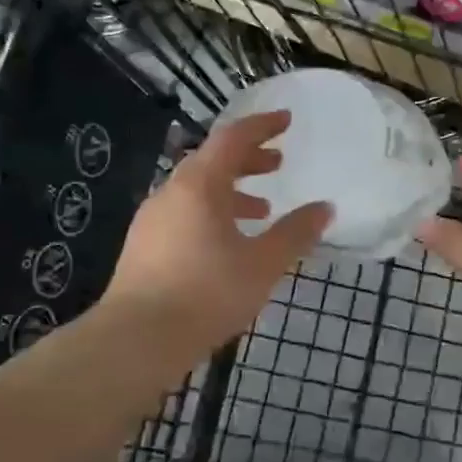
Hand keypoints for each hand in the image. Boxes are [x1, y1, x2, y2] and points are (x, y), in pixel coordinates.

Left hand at [102, 111, 330, 356]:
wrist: (136, 340)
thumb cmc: (206, 294)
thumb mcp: (262, 265)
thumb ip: (295, 234)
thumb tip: (324, 208)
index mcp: (199, 186)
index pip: (232, 138)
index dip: (262, 126)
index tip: (286, 121)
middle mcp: (171, 193)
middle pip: (212, 161)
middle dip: (248, 159)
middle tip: (278, 164)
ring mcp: (152, 220)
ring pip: (197, 191)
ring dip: (231, 191)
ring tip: (262, 210)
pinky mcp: (144, 246)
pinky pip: (185, 214)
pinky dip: (212, 214)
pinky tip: (228, 244)